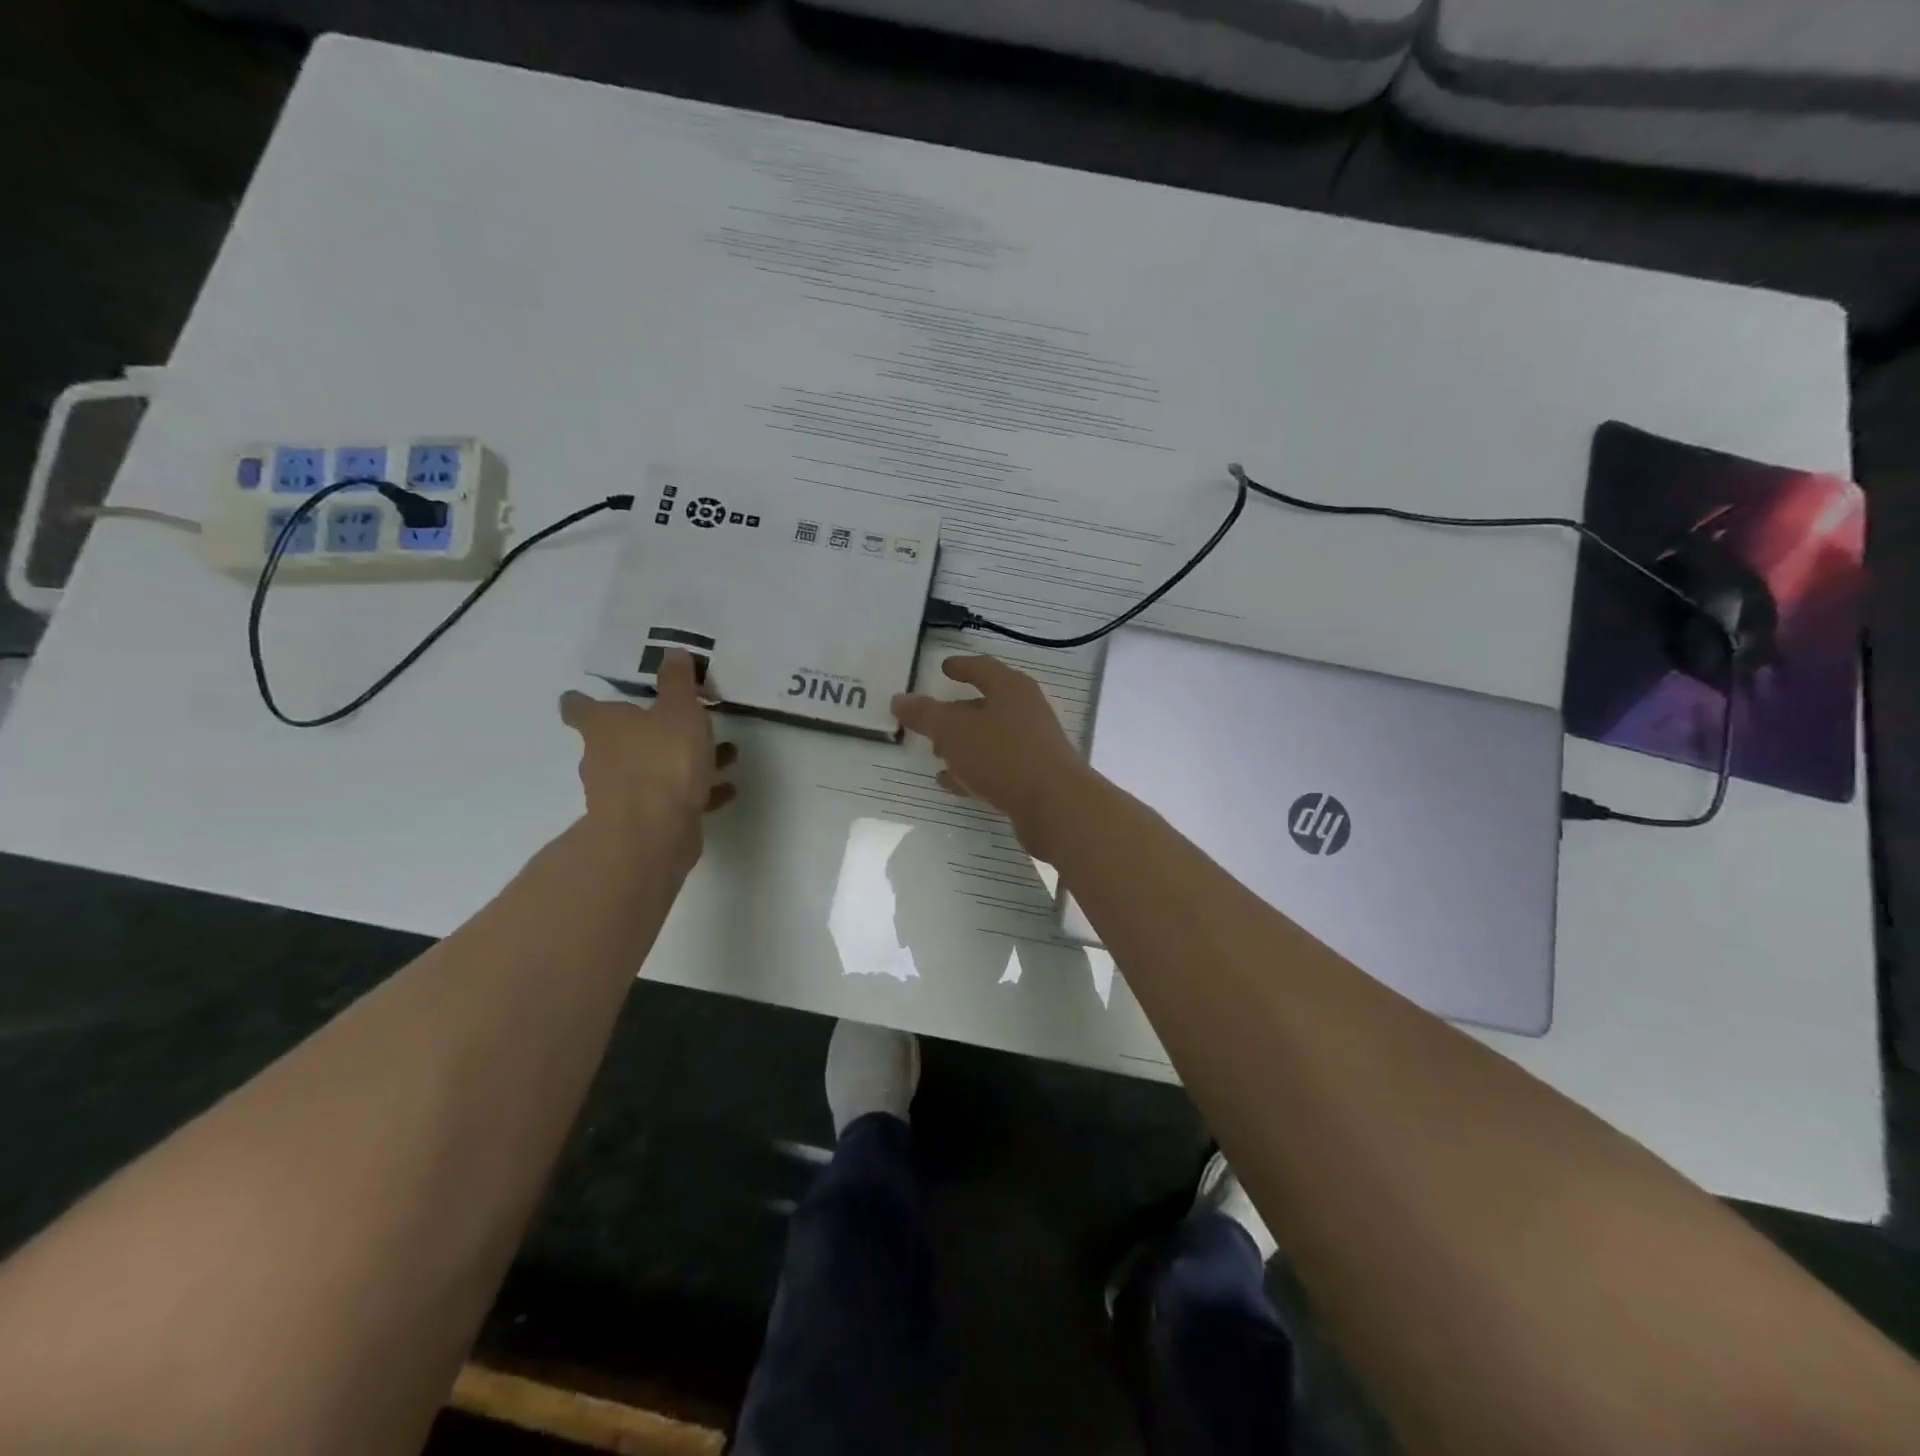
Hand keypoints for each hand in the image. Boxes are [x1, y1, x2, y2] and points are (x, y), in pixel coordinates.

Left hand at [559, 650, 736, 854]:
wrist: (653, 832)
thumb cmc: (662, 760)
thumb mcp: (679, 710)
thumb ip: (678, 682)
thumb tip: (672, 651)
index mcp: (604, 725)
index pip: (580, 707)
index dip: (583, 701)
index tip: (589, 696)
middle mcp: (603, 758)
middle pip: (619, 739)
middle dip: (650, 731)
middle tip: (684, 721)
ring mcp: (620, 794)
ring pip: (652, 769)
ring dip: (681, 761)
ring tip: (725, 755)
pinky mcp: (644, 821)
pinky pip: (672, 798)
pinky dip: (696, 792)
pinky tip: (725, 789)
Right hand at [891, 655, 1092, 858]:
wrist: (1055, 806)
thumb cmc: (1003, 755)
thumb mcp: (954, 731)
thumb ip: (925, 714)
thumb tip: (899, 699)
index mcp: (1011, 689)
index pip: (982, 668)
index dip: (961, 666)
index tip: (944, 667)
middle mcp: (1026, 712)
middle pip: (987, 704)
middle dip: (957, 712)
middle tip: (930, 720)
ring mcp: (1032, 745)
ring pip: (990, 738)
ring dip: (963, 744)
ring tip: (935, 754)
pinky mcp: (1033, 777)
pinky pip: (996, 767)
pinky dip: (973, 770)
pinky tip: (952, 782)